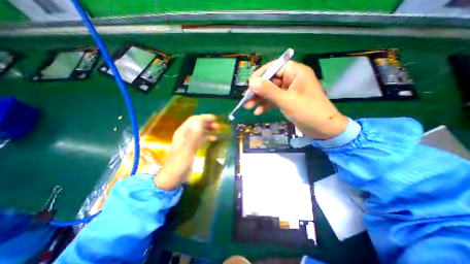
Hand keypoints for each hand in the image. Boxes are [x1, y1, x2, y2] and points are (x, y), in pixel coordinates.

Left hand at [154, 114, 219, 190]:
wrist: (173, 177)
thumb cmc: (179, 163)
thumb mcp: (186, 150)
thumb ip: (193, 136)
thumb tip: (199, 123)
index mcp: (182, 133)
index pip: (194, 120)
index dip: (204, 118)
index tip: (215, 118)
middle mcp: (185, 135)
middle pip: (197, 124)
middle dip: (207, 123)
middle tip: (218, 126)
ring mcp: (189, 141)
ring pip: (200, 131)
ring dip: (208, 129)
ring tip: (217, 130)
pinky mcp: (192, 147)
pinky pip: (201, 139)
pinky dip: (208, 137)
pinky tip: (214, 138)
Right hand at [246, 60, 348, 139]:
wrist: (323, 129)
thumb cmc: (308, 112)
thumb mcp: (287, 101)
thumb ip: (269, 91)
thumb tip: (252, 82)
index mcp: (295, 72)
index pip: (274, 67)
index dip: (260, 75)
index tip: (249, 85)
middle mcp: (291, 79)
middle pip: (270, 81)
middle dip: (257, 91)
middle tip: (246, 99)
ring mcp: (289, 91)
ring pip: (270, 91)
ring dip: (259, 99)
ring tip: (248, 107)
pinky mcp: (287, 101)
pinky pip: (274, 100)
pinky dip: (266, 105)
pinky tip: (258, 112)